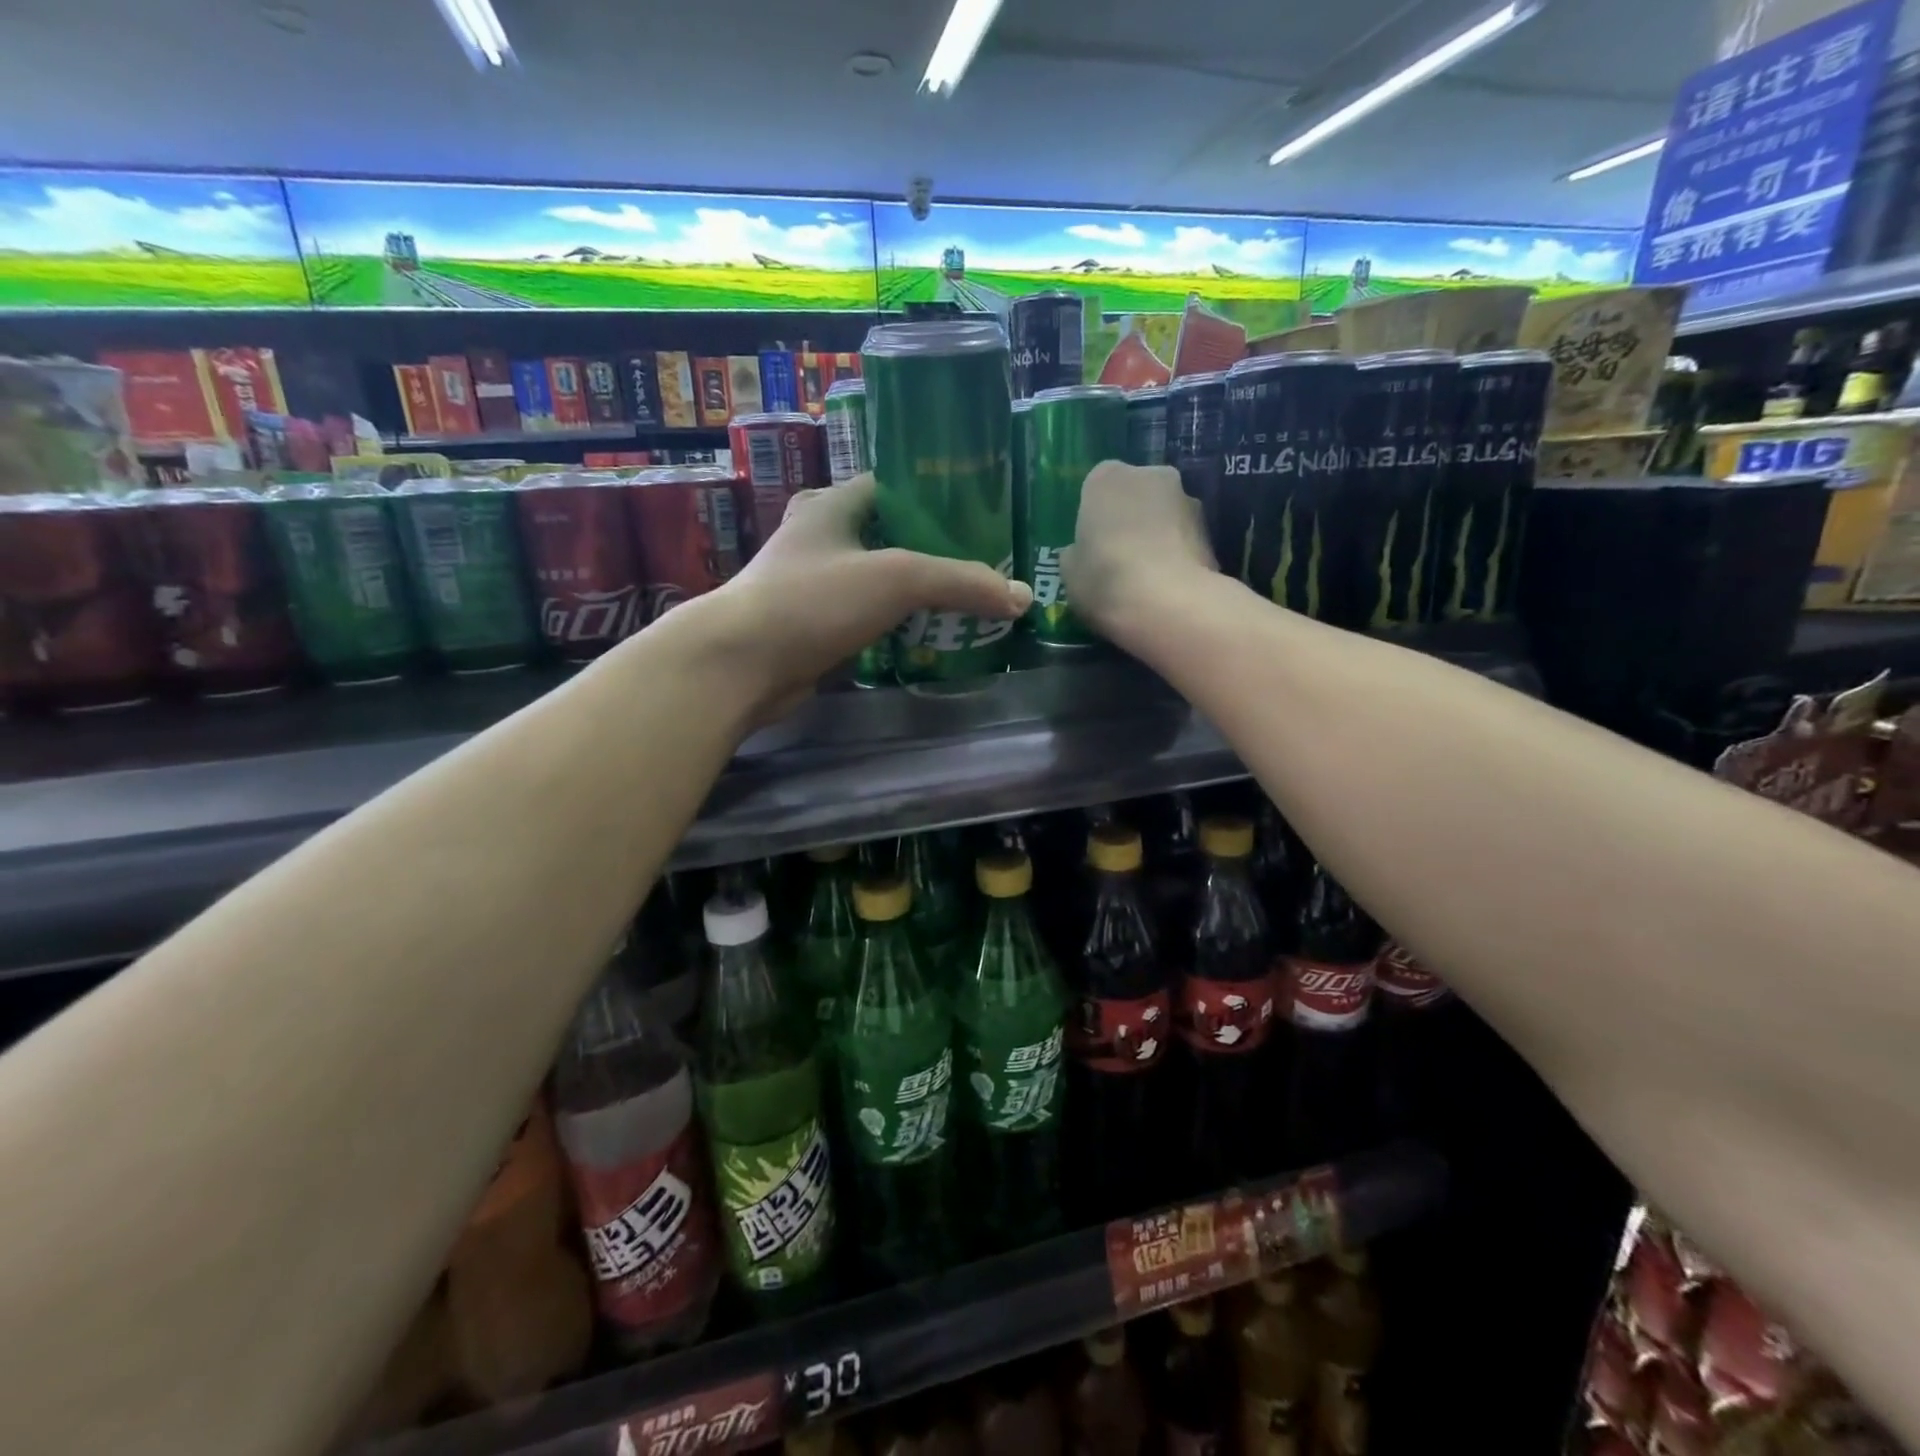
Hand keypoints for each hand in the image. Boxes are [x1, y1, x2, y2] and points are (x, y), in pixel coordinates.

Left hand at [718, 474, 1031, 713]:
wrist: (740, 665)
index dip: (938, 497)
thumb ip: (960, 582)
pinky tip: (930, 639)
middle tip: (984, 567)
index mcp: (834, 506)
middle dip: (935, 552)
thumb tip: (1021, 598)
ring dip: (917, 595)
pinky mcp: (814, 628)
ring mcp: (815, 586)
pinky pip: (867, 620)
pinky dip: (896, 627)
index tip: (982, 516)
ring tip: (969, 604)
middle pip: (891, 537)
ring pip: (879, 582)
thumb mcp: (897, 578)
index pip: (894, 487)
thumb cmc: (813, 600)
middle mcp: (822, 539)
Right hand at [1063, 462, 1215, 642]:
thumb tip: (1081, 552)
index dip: (1095, 515)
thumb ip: (1076, 552)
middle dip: (1130, 518)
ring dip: (1157, 535)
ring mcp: (1187, 500)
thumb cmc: (1105, 580)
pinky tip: (1168, 585)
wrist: (1168, 604)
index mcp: (1106, 478)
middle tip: (1119, 558)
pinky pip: (1185, 539)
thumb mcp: (1069, 572)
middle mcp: (1151, 476)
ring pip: (1165, 515)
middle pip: (1136, 494)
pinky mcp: (1212, 531)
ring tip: (1147, 576)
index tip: (1092, 543)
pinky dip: (1177, 555)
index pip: (1097, 485)